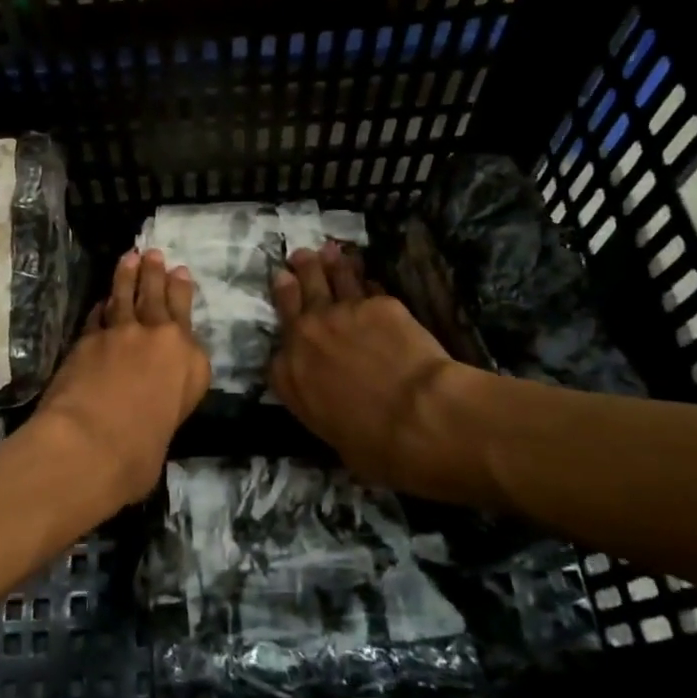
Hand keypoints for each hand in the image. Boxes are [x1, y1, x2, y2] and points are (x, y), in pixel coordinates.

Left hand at [33, 250, 209, 506]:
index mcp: (190, 362)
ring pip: (126, 296)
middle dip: (157, 274)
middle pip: (158, 298)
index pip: (186, 318)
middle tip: (155, 254)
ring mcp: (121, 334)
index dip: (181, 292)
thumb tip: (155, 397)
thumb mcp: (172, 425)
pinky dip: (102, 305)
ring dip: (128, 275)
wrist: (93, 442)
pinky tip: (102, 299)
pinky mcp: (88, 338)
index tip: (180, 272)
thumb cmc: (141, 452)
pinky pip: (98, 314)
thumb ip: (169, 398)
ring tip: (130, 257)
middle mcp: (160, 339)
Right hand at [268, 244, 481, 501]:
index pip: (278, 351)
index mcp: (290, 376)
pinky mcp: (376, 303)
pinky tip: (366, 272)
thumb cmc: (377, 447)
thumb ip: (327, 411)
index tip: (290, 322)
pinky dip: (364, 278)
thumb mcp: (336, 438)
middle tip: (297, 260)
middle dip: (295, 278)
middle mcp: (306, 336)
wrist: (418, 416)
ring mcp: (340, 313)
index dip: (285, 333)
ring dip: (325, 263)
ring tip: (326, 250)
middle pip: (295, 298)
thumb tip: (341, 411)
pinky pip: (366, 286)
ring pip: (328, 279)